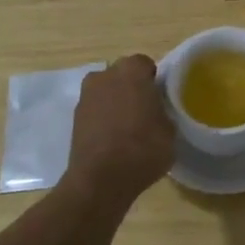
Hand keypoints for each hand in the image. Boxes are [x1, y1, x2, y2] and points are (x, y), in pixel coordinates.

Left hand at [66, 55, 174, 196]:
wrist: (100, 180)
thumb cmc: (143, 148)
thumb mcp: (170, 130)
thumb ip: (163, 111)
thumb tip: (157, 112)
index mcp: (131, 71)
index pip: (145, 64)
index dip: (153, 80)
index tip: (160, 98)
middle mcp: (105, 76)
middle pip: (122, 75)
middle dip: (132, 87)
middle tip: (146, 110)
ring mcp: (86, 97)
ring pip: (106, 92)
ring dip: (116, 102)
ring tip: (128, 127)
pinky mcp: (74, 119)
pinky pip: (95, 110)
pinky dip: (103, 119)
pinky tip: (114, 139)